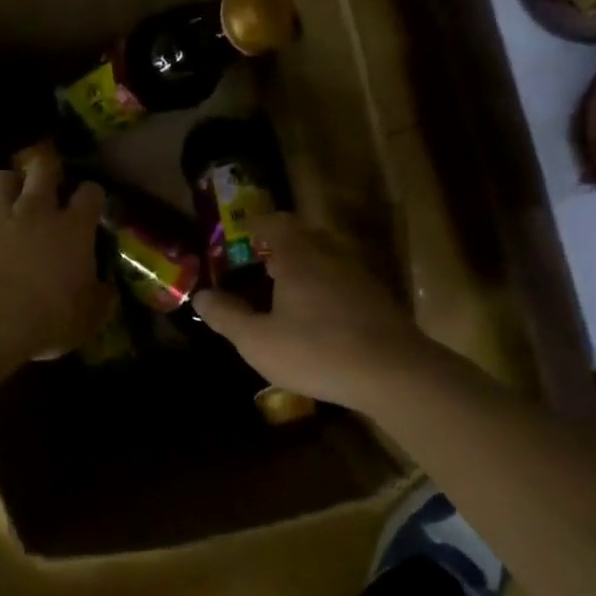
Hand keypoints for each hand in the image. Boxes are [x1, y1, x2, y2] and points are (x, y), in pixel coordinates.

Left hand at [0, 160, 107, 360]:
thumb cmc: (47, 319)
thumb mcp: (87, 317)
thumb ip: (98, 297)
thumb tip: (106, 289)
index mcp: (73, 230)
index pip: (90, 194)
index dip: (91, 195)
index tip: (90, 203)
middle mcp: (35, 210)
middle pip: (43, 170)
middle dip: (47, 172)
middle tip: (47, 185)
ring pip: (2, 178)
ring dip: (7, 187)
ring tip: (6, 201)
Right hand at [191, 213, 436, 411]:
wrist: (394, 373)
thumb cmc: (316, 351)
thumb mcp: (258, 340)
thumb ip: (226, 316)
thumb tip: (201, 295)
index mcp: (298, 255)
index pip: (273, 222)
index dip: (254, 226)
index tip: (239, 236)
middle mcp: (329, 254)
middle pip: (302, 236)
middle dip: (278, 246)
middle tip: (257, 266)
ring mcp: (358, 274)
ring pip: (325, 258)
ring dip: (303, 268)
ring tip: (284, 294)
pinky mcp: (377, 298)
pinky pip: (342, 280)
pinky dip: (324, 288)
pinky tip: (318, 318)